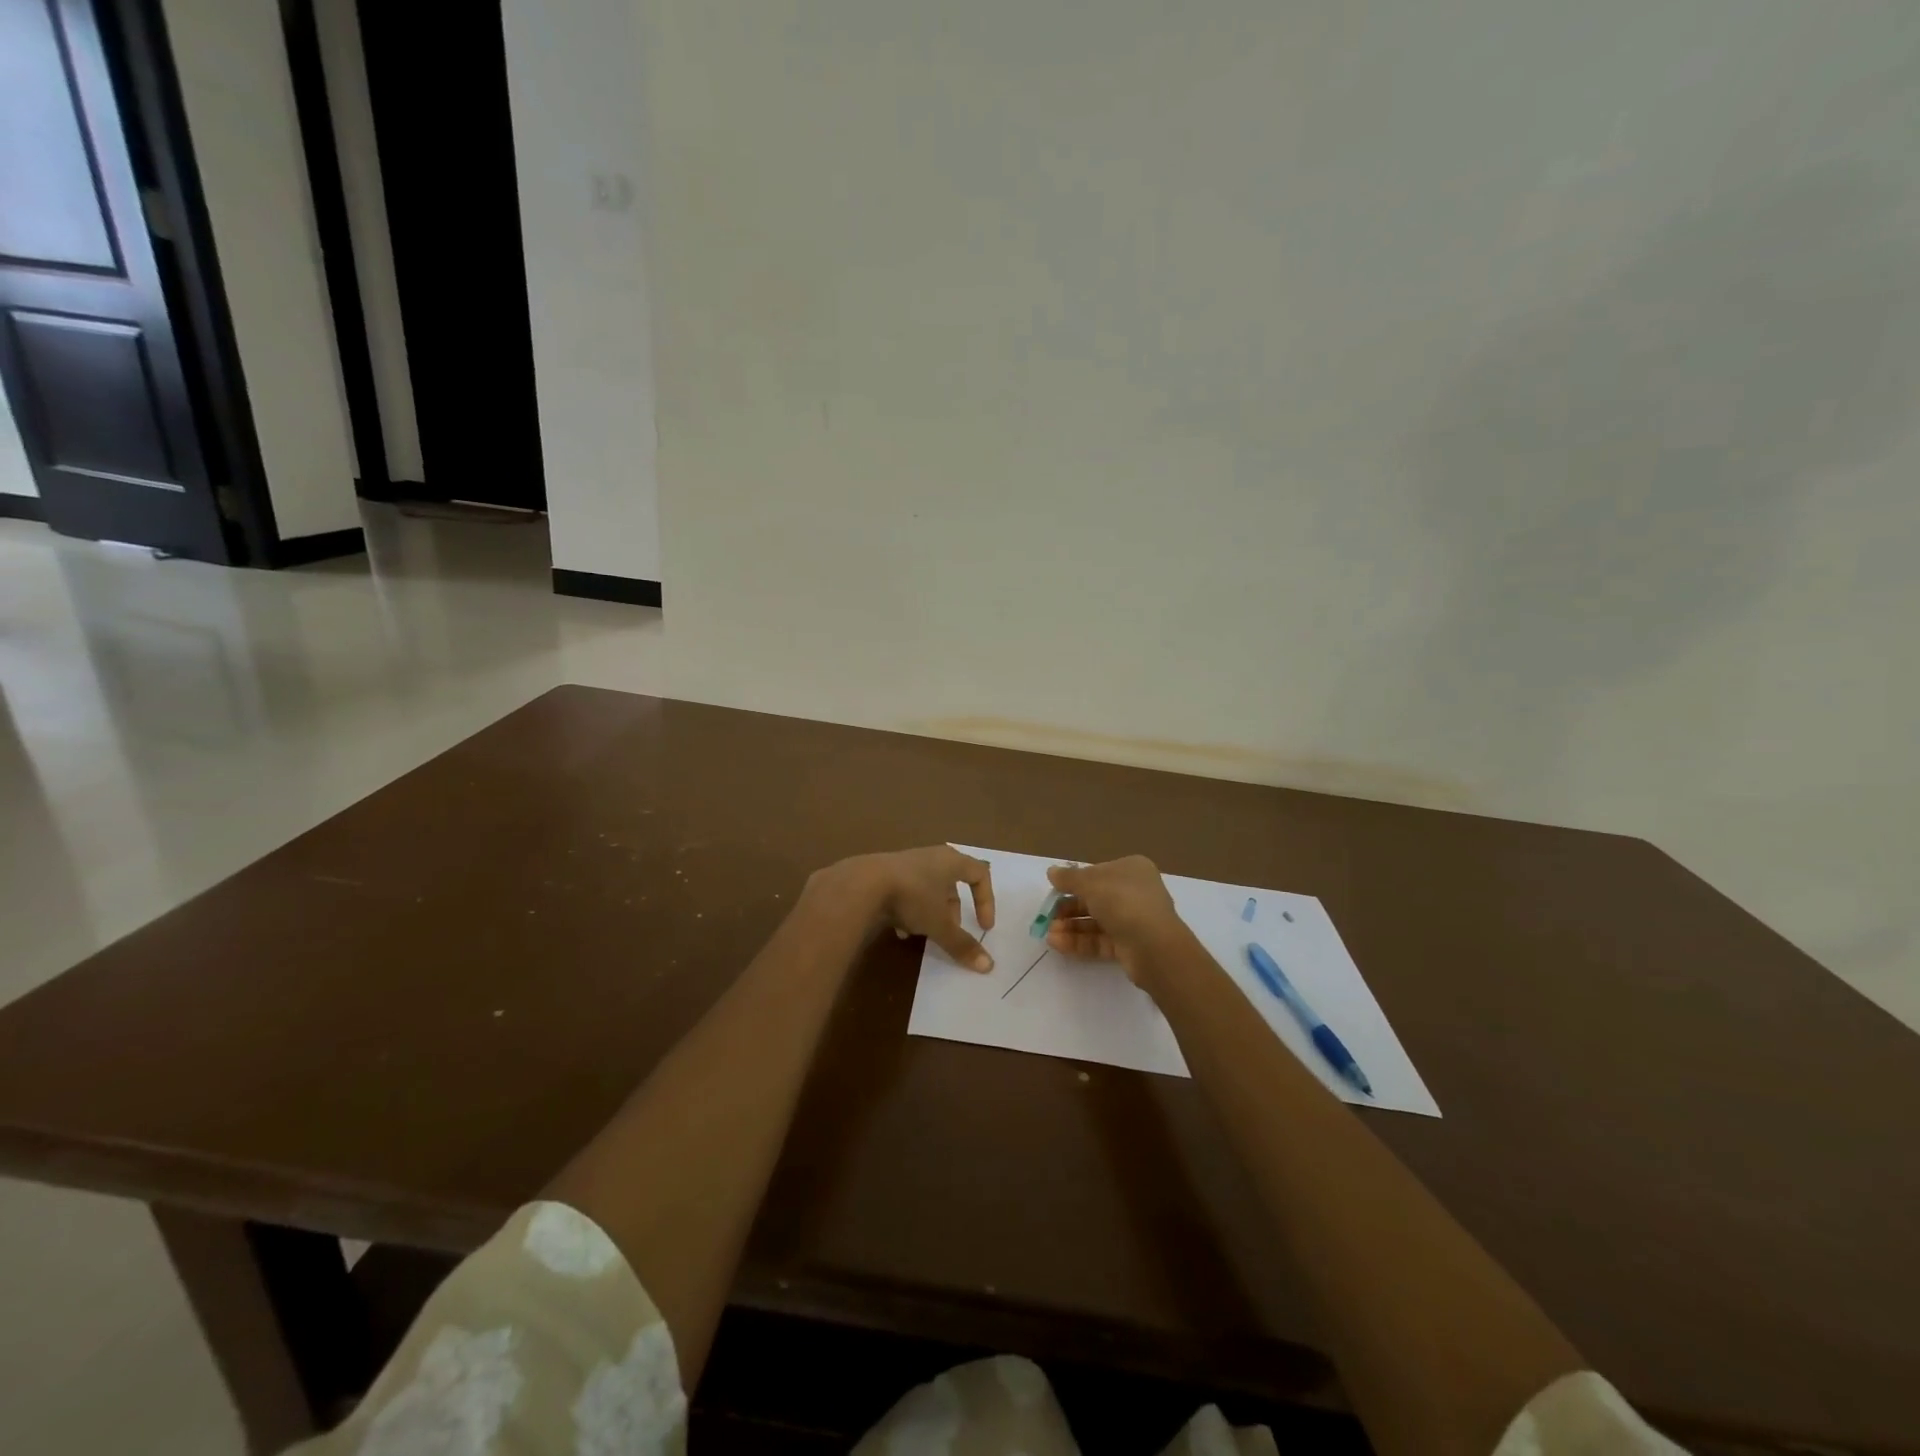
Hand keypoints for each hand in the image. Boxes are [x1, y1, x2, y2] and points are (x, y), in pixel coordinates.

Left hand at [815, 846, 996, 971]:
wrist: (863, 884)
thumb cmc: (912, 896)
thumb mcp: (940, 924)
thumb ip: (962, 944)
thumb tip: (988, 967)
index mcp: (951, 861)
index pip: (980, 874)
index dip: (986, 901)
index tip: (983, 927)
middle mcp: (931, 857)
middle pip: (952, 884)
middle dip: (953, 912)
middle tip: (950, 932)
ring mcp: (906, 863)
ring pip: (928, 890)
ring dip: (931, 914)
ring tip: (924, 935)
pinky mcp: (885, 873)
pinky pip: (907, 892)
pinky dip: (909, 912)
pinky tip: (900, 932)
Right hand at [1044, 856, 1186, 983]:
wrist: (1153, 947)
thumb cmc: (1123, 902)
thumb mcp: (1090, 883)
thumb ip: (1069, 878)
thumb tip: (1052, 871)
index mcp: (1132, 871)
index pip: (1098, 873)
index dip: (1075, 882)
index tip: (1054, 891)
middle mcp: (1135, 893)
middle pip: (1095, 899)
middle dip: (1068, 908)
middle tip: (1047, 917)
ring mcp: (1133, 921)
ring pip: (1096, 921)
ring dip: (1071, 926)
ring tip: (1049, 933)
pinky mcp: (1129, 946)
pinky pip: (1100, 940)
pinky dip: (1079, 941)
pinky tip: (1057, 944)